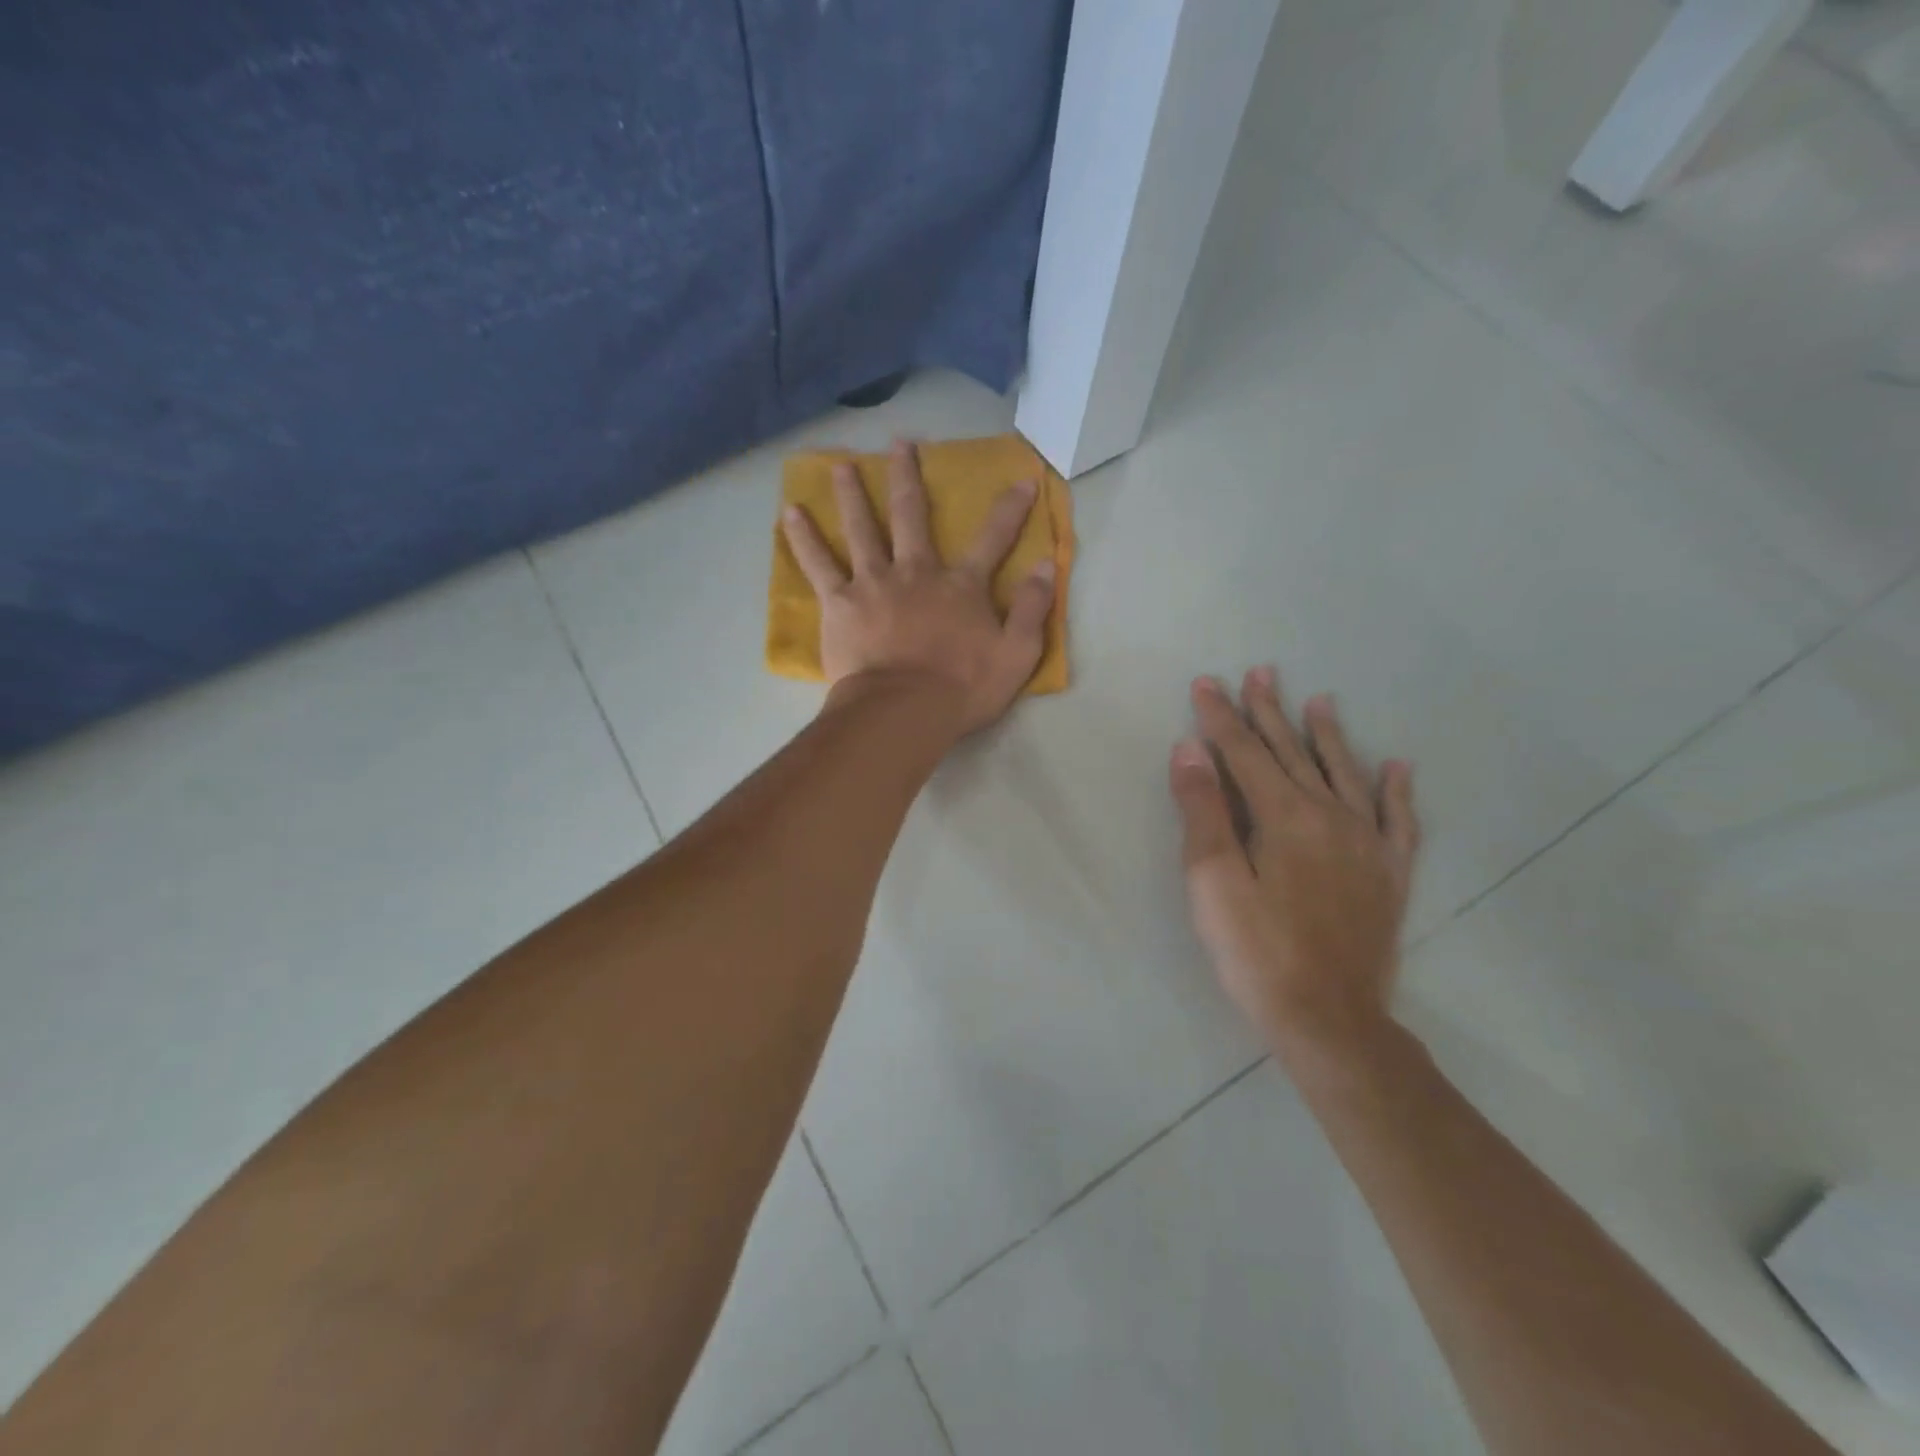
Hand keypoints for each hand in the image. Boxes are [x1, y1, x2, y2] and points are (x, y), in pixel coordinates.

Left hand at [781, 440, 1055, 734]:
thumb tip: (1046, 565)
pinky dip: (804, 538)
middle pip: (913, 515)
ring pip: (862, 528)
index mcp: (961, 586)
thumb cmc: (962, 688)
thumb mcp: (1016, 654)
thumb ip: (1032, 608)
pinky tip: (790, 513)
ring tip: (840, 466)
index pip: (993, 538)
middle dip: (909, 477)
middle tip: (900, 444)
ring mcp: (874, 583)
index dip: (1011, 508)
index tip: (1024, 479)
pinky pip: (818, 564)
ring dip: (852, 494)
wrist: (904, 711)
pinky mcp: (840, 603)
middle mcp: (917, 571)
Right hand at [1170, 669, 1420, 1070]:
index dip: (1221, 717)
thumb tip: (1190, 748)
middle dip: (1269, 712)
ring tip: (1319, 701)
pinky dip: (1395, 789)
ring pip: (1344, 773)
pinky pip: (1398, 819)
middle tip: (1260, 673)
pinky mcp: (1389, 873)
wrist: (1329, 1019)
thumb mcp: (1212, 880)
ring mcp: (1367, 843)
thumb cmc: (1256, 950)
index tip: (1206, 683)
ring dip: (1327, 735)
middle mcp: (1331, 815)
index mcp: (1284, 815)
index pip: (1243, 752)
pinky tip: (1396, 767)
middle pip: (1293, 753)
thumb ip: (1203, 810)